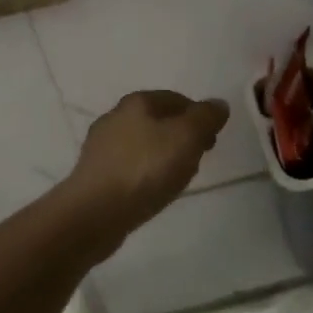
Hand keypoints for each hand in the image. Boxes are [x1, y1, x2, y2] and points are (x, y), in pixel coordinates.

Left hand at [65, 90, 230, 235]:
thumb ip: (206, 117)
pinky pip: (130, 167)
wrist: (94, 213)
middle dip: (182, 138)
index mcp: (137, 101)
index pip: (177, 99)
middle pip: (159, 121)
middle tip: (197, 160)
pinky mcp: (94, 174)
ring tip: (176, 180)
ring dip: (164, 157)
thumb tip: (218, 104)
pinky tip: (152, 192)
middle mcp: (115, 116)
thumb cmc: (145, 169)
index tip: (211, 142)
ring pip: (144, 145)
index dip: (199, 117)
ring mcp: (101, 146)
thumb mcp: (187, 137)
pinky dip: (145, 174)